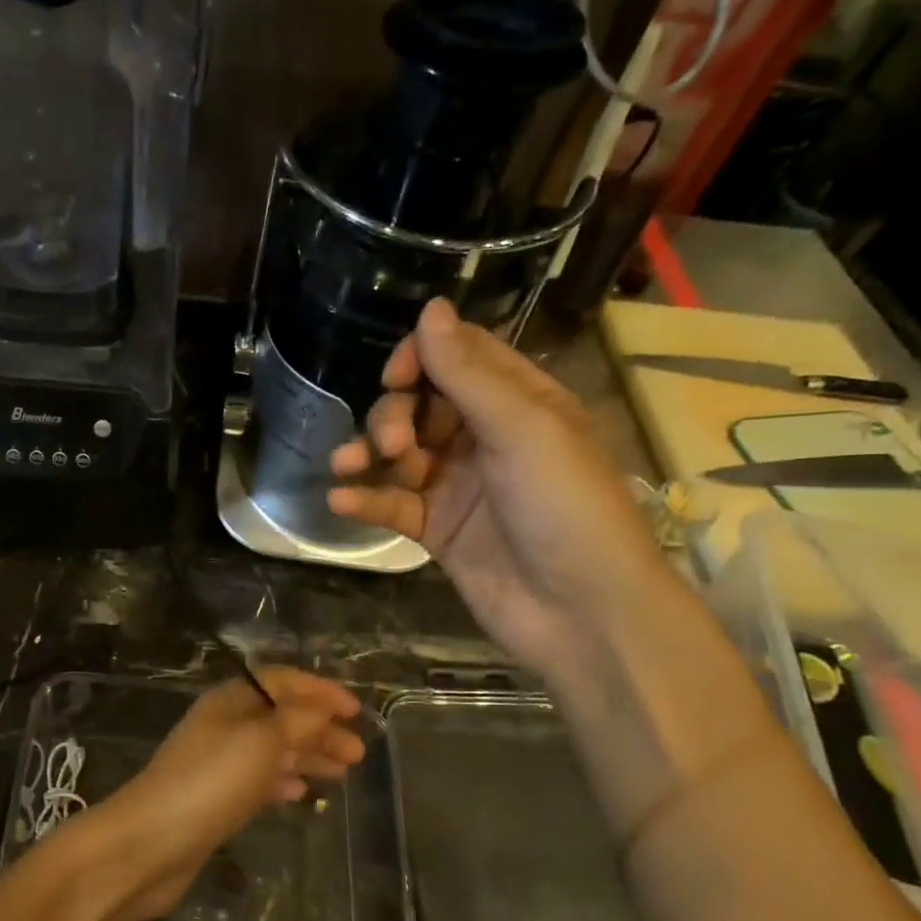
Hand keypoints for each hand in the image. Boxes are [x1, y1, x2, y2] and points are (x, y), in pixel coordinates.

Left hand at [95, 668, 364, 920]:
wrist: (151, 843)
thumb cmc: (210, 782)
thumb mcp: (260, 741)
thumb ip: (297, 721)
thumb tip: (322, 708)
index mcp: (230, 701)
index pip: (281, 682)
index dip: (319, 690)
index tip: (355, 710)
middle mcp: (224, 726)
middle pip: (280, 717)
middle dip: (320, 728)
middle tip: (358, 752)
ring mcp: (218, 764)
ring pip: (273, 750)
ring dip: (307, 755)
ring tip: (342, 772)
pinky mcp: (216, 799)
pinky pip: (258, 781)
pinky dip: (283, 781)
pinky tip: (302, 792)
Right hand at [327, 298, 674, 678]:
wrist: (581, 613)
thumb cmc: (565, 507)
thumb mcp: (522, 428)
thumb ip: (468, 373)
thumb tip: (429, 307)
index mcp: (518, 402)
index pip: (457, 357)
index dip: (419, 358)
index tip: (394, 377)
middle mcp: (485, 437)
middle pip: (419, 404)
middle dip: (393, 416)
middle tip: (393, 445)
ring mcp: (458, 485)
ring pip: (397, 453)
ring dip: (367, 453)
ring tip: (346, 466)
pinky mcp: (436, 529)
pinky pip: (391, 504)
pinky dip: (364, 500)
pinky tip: (339, 502)